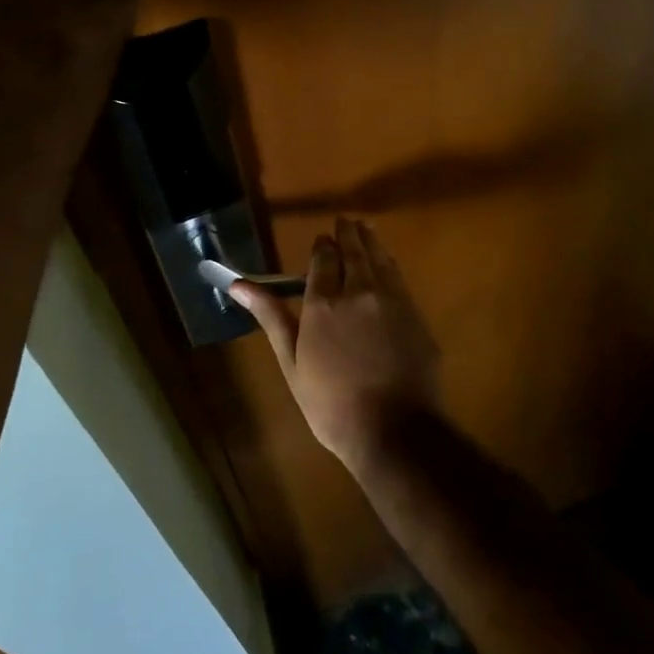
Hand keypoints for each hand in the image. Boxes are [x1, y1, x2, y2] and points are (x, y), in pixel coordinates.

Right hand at [230, 219, 442, 476]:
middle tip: (345, 222)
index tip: (322, 240)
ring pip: (379, 258)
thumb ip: (271, 317)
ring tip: (364, 229)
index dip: (322, 246)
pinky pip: (399, 277)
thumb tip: (238, 284)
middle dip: (347, 234)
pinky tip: (387, 262)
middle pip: (353, 251)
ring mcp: (391, 300)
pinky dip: (389, 262)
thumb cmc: (331, 404)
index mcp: (323, 303)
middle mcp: (358, 291)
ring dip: (370, 241)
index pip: (323, 259)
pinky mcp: (415, 314)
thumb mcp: (292, 363)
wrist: (394, 431)